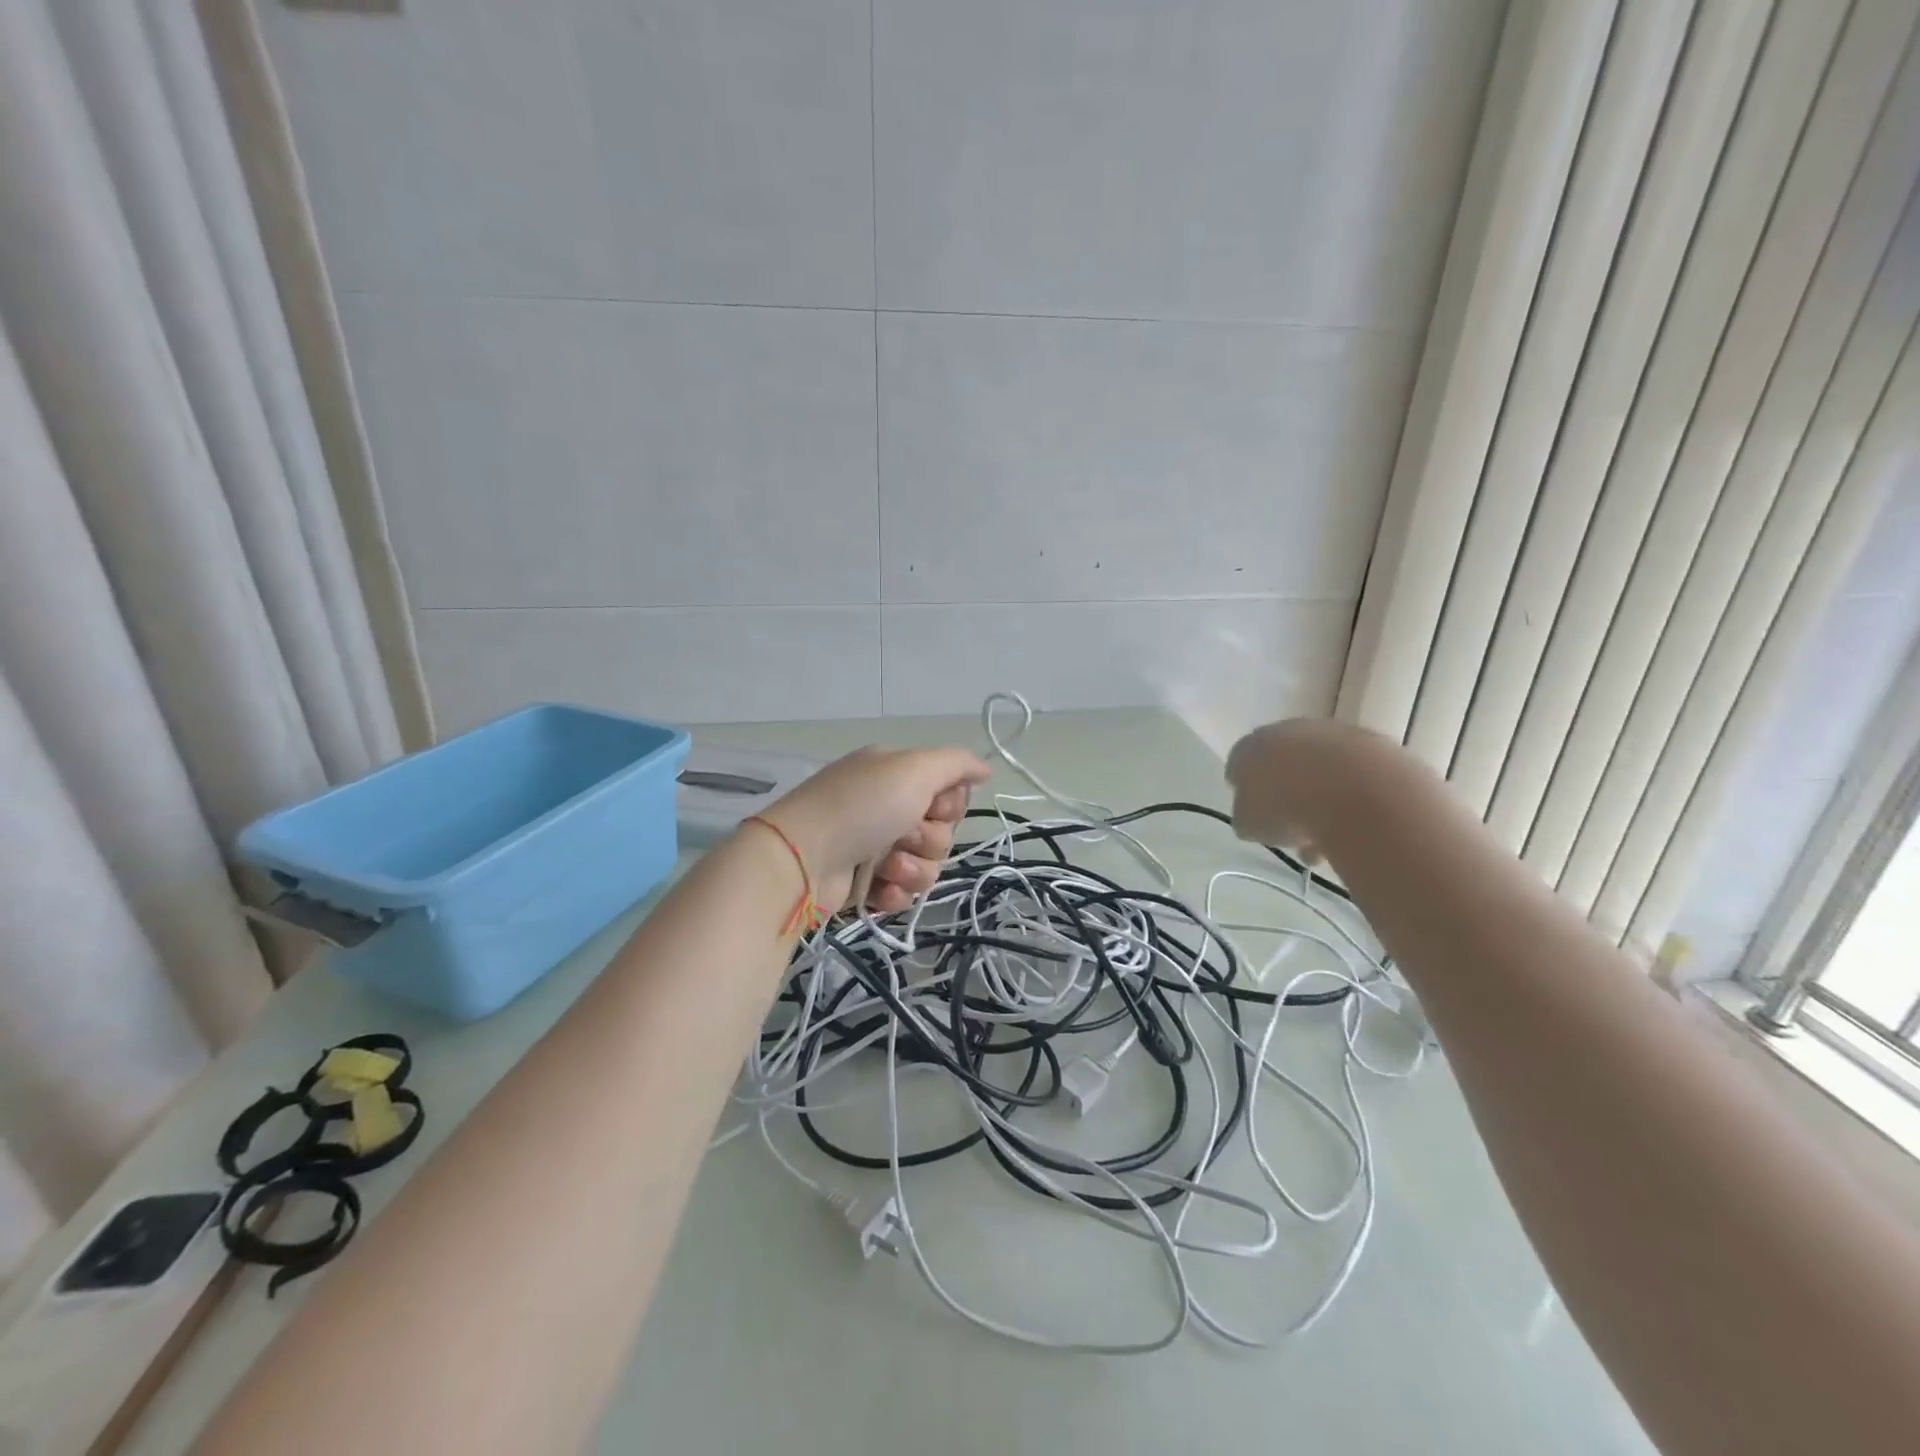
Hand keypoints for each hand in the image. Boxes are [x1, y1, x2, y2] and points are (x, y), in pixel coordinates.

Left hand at [760, 745, 992, 914]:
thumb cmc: (861, 806)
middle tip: (901, 836)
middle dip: (928, 840)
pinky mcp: (864, 882)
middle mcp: (887, 806)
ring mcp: (874, 845)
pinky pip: (902, 891)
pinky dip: (894, 892)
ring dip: (912, 869)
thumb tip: (985, 768)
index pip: (949, 792)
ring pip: (926, 865)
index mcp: (896, 774)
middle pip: (941, 832)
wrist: (802, 860)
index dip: (949, 805)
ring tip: (884, 866)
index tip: (933, 806)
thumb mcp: (913, 768)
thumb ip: (956, 763)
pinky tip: (877, 888)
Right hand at [1224, 717, 1382, 859]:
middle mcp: (1288, 732)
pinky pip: (1354, 777)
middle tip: (1289, 824)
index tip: (1251, 809)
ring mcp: (1333, 735)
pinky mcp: (1372, 745)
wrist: (1355, 791)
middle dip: (1284, 791)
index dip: (1243, 787)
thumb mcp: (1249, 825)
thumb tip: (1254, 818)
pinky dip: (1351, 800)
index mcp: (1251, 747)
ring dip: (1320, 799)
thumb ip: (1247, 818)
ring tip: (1324, 839)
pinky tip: (1352, 829)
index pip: (1238, 763)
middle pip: (1283, 763)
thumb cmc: (1286, 807)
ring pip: (1321, 771)